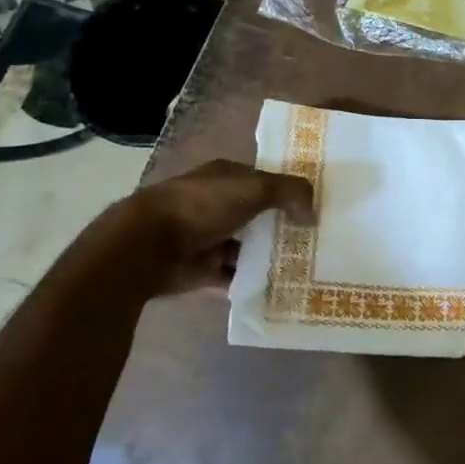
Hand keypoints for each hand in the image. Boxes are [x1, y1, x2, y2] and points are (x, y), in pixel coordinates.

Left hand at [113, 158, 314, 296]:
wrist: (147, 247)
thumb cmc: (202, 206)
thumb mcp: (256, 188)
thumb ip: (291, 193)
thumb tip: (313, 214)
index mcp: (225, 177)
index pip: (264, 181)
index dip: (289, 192)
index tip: (315, 208)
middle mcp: (216, 204)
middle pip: (258, 214)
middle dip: (282, 226)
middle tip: (316, 240)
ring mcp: (208, 237)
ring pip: (248, 246)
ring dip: (269, 255)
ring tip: (304, 266)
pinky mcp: (202, 268)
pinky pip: (234, 275)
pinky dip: (251, 280)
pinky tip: (278, 286)